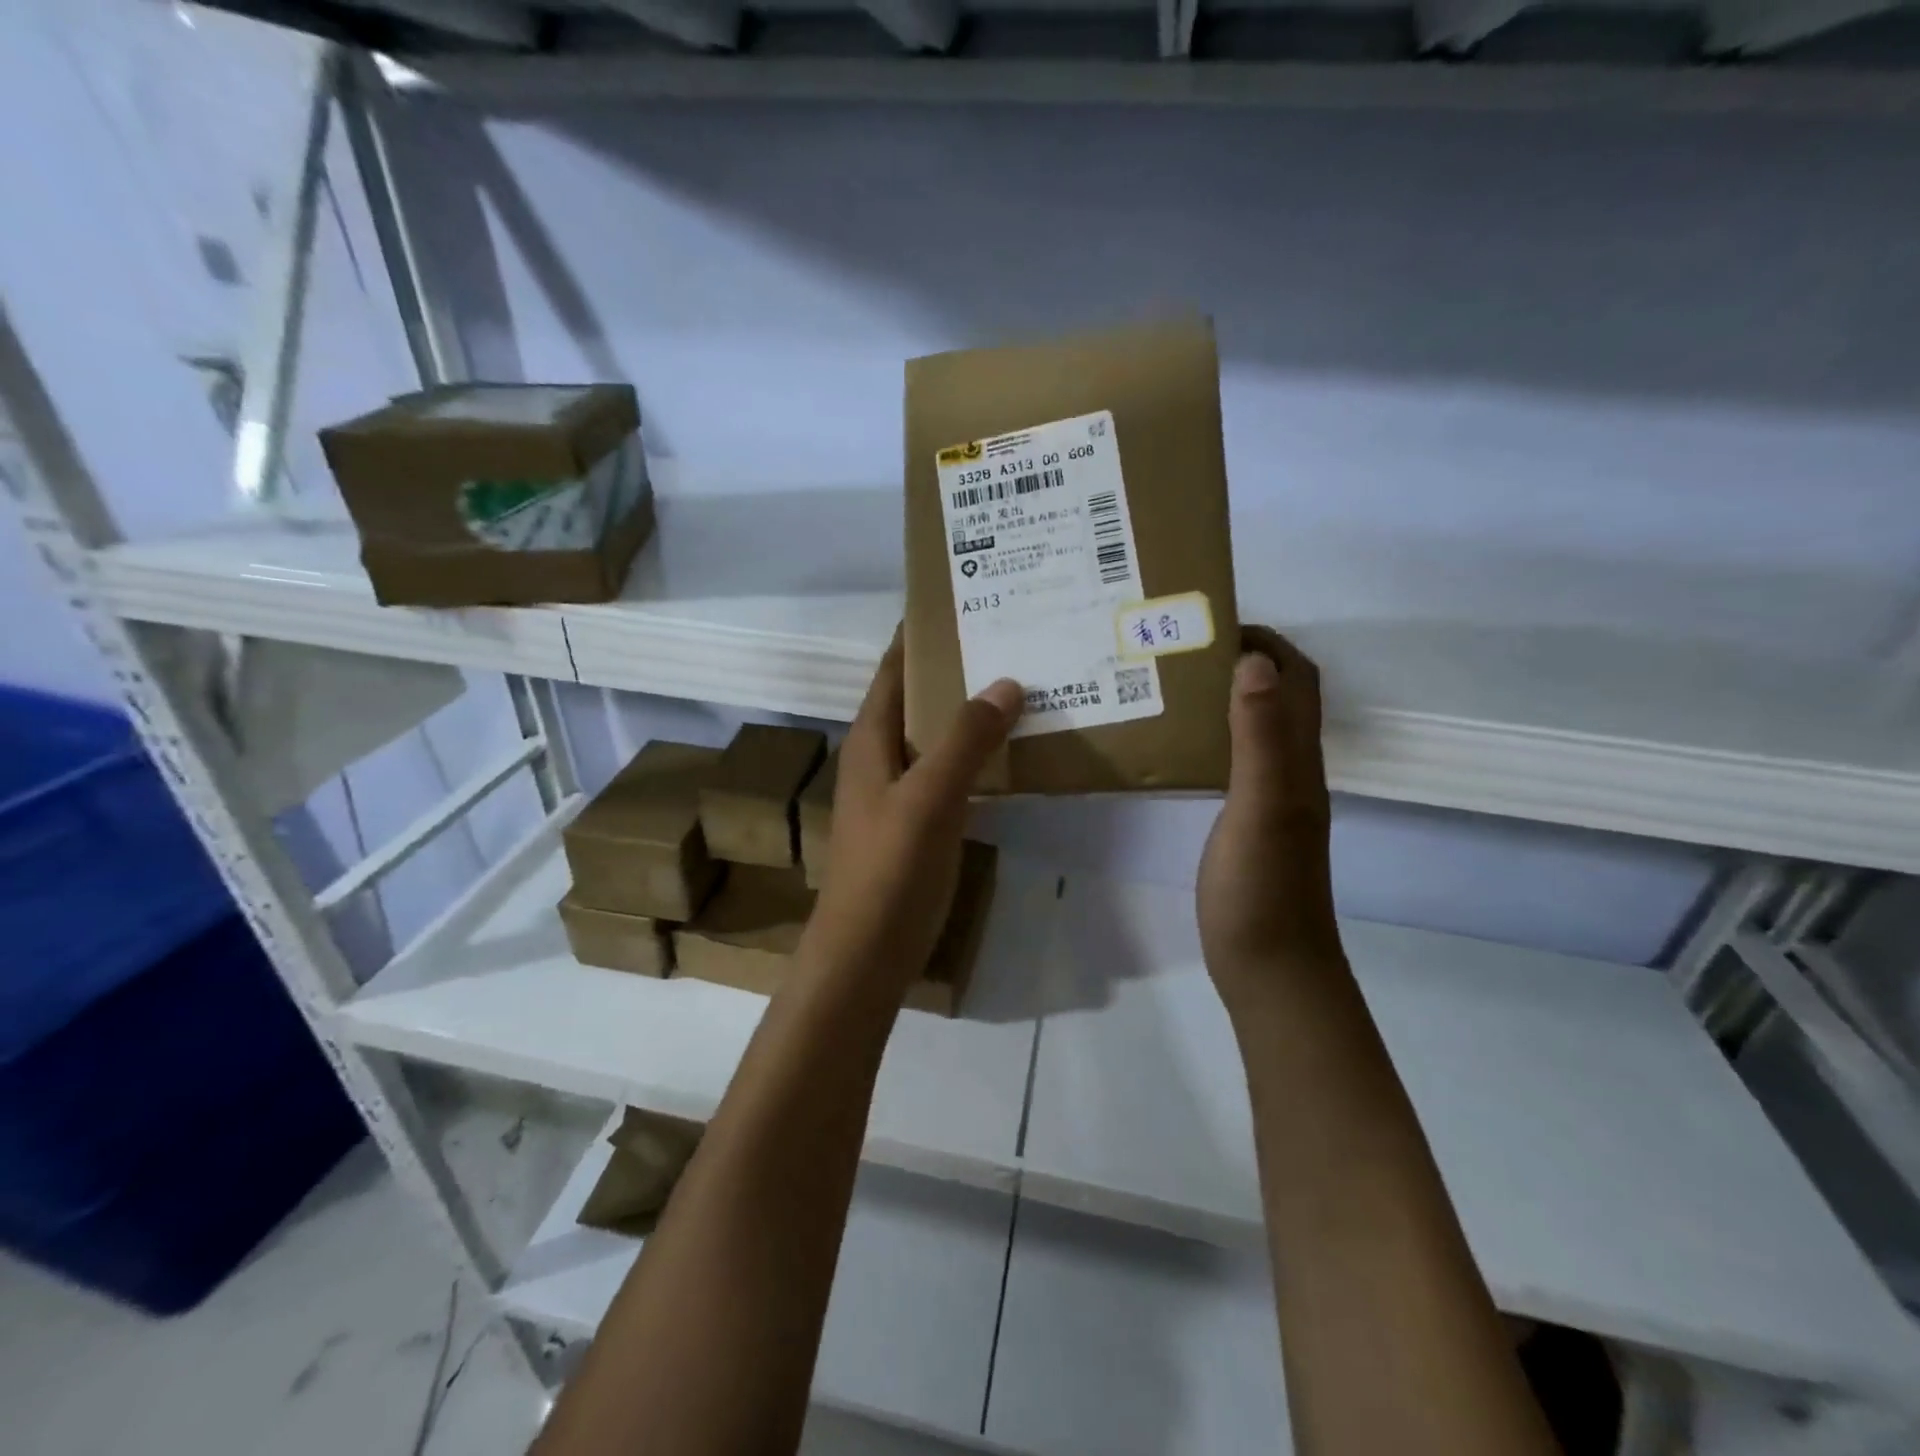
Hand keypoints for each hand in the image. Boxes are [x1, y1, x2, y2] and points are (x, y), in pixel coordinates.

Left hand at [805, 634, 1021, 991]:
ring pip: (935, 737)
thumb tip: (1005, 682)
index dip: (917, 635)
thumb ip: (966, 739)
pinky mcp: (916, 825)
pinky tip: (1010, 755)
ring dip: (968, 713)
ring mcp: (897, 794)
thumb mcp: (930, 797)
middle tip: (1008, 639)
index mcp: (871, 739)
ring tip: (1020, 686)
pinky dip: (975, 756)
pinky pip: (948, 774)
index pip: (892, 669)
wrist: (867, 953)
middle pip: (916, 698)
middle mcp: (880, 758)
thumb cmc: (890, 869)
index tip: (959, 602)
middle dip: (954, 668)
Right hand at [1197, 626, 1339, 1012]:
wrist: (1271, 968)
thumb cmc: (1261, 889)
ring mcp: (1271, 798)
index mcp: (1298, 759)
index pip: (1295, 678)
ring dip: (1225, 696)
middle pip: (1280, 696)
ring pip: (1256, 727)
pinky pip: (1236, 760)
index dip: (1265, 641)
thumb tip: (1253, 661)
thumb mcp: (1260, 807)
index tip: (1211, 623)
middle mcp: (1291, 770)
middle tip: (1183, 649)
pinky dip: (1214, 736)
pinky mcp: (1249, 822)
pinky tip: (1176, 744)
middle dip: (1243, 659)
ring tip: (1171, 684)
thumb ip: (1259, 738)